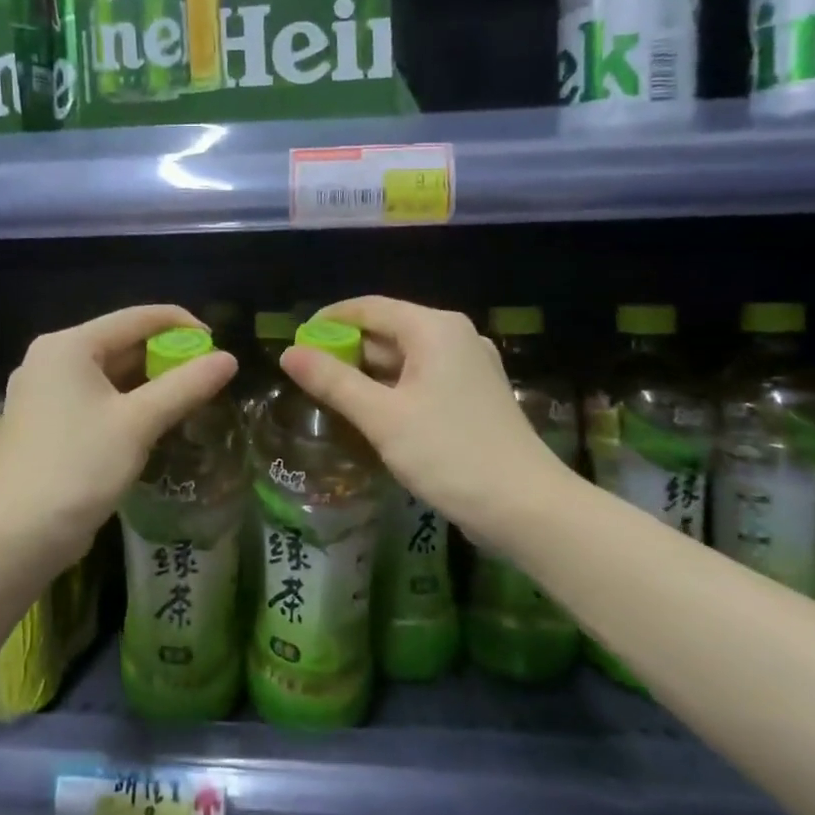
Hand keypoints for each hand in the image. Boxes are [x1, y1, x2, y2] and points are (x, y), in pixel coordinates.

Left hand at [0, 305, 237, 572]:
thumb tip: (230, 359)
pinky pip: (95, 398)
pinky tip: (154, 421)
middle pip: (121, 343)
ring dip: (149, 383)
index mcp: (68, 345)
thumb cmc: (80, 467)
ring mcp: (43, 392)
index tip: (218, 347)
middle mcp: (51, 359)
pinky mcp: (45, 422)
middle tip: (208, 378)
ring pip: (109, 374)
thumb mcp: (139, 423)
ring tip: (190, 398)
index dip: (182, 326)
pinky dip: (126, 403)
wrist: (18, 535)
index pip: (137, 318)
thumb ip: (186, 386)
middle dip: (167, 358)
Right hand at [279, 296, 569, 546]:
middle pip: (388, 330)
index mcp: (435, 329)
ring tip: (330, 396)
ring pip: (404, 358)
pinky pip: (422, 380)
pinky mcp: (474, 396)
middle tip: (307, 376)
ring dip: (368, 373)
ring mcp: (469, 367)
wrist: (526, 507)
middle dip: (346, 350)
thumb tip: (288, 353)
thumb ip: (333, 381)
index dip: (328, 320)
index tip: (295, 341)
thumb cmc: (449, 453)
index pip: (369, 307)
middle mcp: (455, 337)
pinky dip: (393, 389)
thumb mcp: (382, 417)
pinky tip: (371, 413)